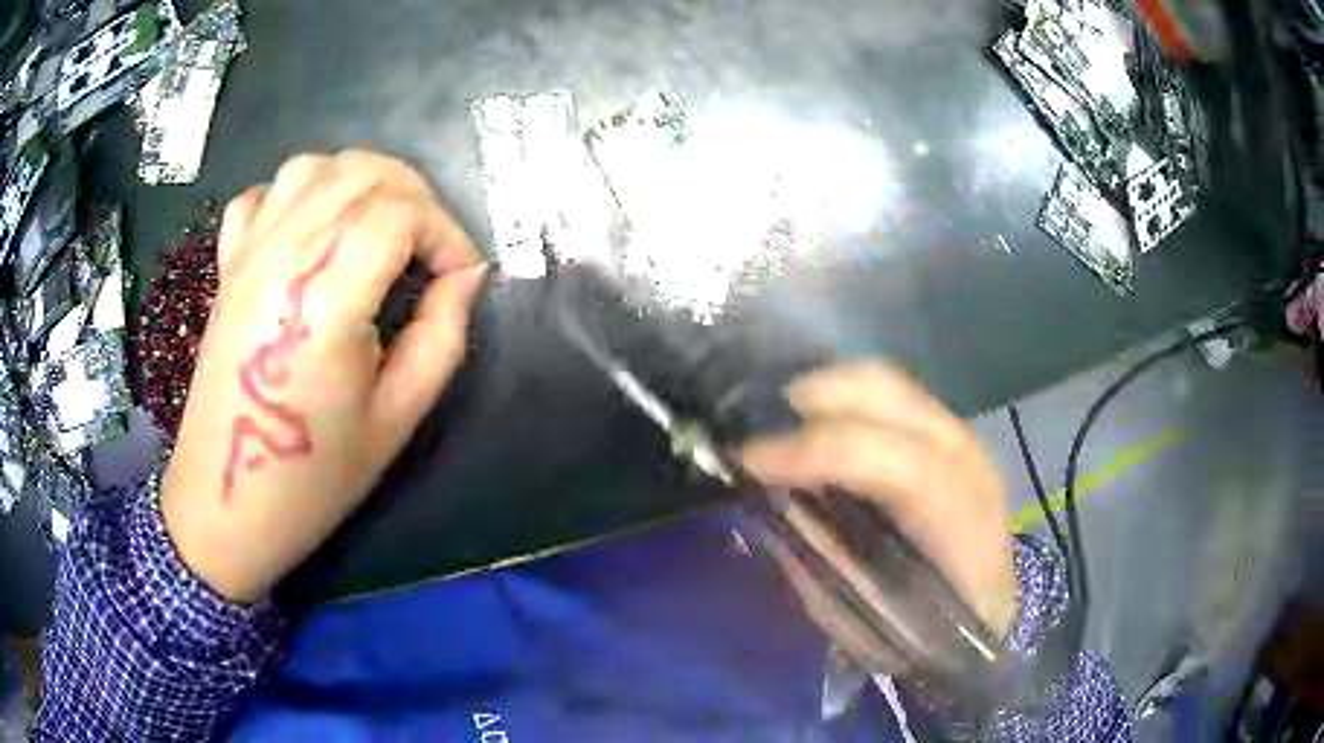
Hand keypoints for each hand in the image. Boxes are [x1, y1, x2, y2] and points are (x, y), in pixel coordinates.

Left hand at [162, 150, 486, 602]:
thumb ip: (441, 335)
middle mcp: (281, 258)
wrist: (226, 505)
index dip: (446, 233)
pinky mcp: (228, 267)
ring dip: (361, 181)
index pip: (400, 213)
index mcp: (324, 301)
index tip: (460, 276)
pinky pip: (263, 195)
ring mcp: (247, 256)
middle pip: (361, 171)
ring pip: (313, 166)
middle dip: (415, 195)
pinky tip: (314, 231)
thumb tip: (464, 276)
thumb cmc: (312, 477)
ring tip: (381, 227)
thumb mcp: (396, 419)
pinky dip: (299, 194)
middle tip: (432, 247)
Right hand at [740, 363, 1017, 666]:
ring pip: (887, 382)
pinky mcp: (947, 432)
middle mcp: (965, 459)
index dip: (812, 452)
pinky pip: (889, 397)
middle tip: (759, 433)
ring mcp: (961, 436)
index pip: (885, 459)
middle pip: (887, 393)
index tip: (748, 462)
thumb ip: (822, 559)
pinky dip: (847, 400)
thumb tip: (771, 507)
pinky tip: (821, 425)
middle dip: (814, 401)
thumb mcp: (866, 616)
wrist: (991, 611)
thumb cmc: (931, 630)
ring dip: (827, 393)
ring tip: (782, 423)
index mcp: (957, 517)